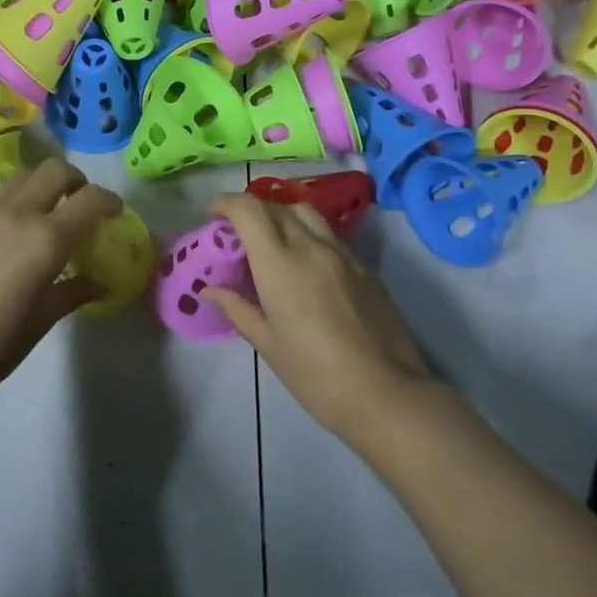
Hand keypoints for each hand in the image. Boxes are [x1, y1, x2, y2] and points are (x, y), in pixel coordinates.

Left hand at [0, 157, 121, 387]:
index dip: (109, 201)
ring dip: (39, 185)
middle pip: (55, 170)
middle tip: (78, 204)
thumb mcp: (44, 318)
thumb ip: (75, 292)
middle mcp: (19, 214)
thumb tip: (101, 283)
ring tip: (41, 209)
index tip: (114, 214)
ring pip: (20, 175)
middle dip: (75, 181)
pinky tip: (0, 217)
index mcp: (48, 239)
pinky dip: (0, 195)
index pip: (91, 200)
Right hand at [205, 193, 435, 440]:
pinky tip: (305, 266)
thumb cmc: (314, 373)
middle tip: (237, 234)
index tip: (213, 214)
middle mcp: (311, 246)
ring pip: (307, 214)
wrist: (385, 393)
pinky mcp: (365, 268)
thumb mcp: (267, 343)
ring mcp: (343, 254)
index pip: (249, 210)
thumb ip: (237, 308)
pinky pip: (329, 236)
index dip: (227, 202)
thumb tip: (210, 290)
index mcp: (280, 262)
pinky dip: (308, 235)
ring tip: (271, 242)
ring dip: (282, 216)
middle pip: (277, 206)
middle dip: (252, 210)